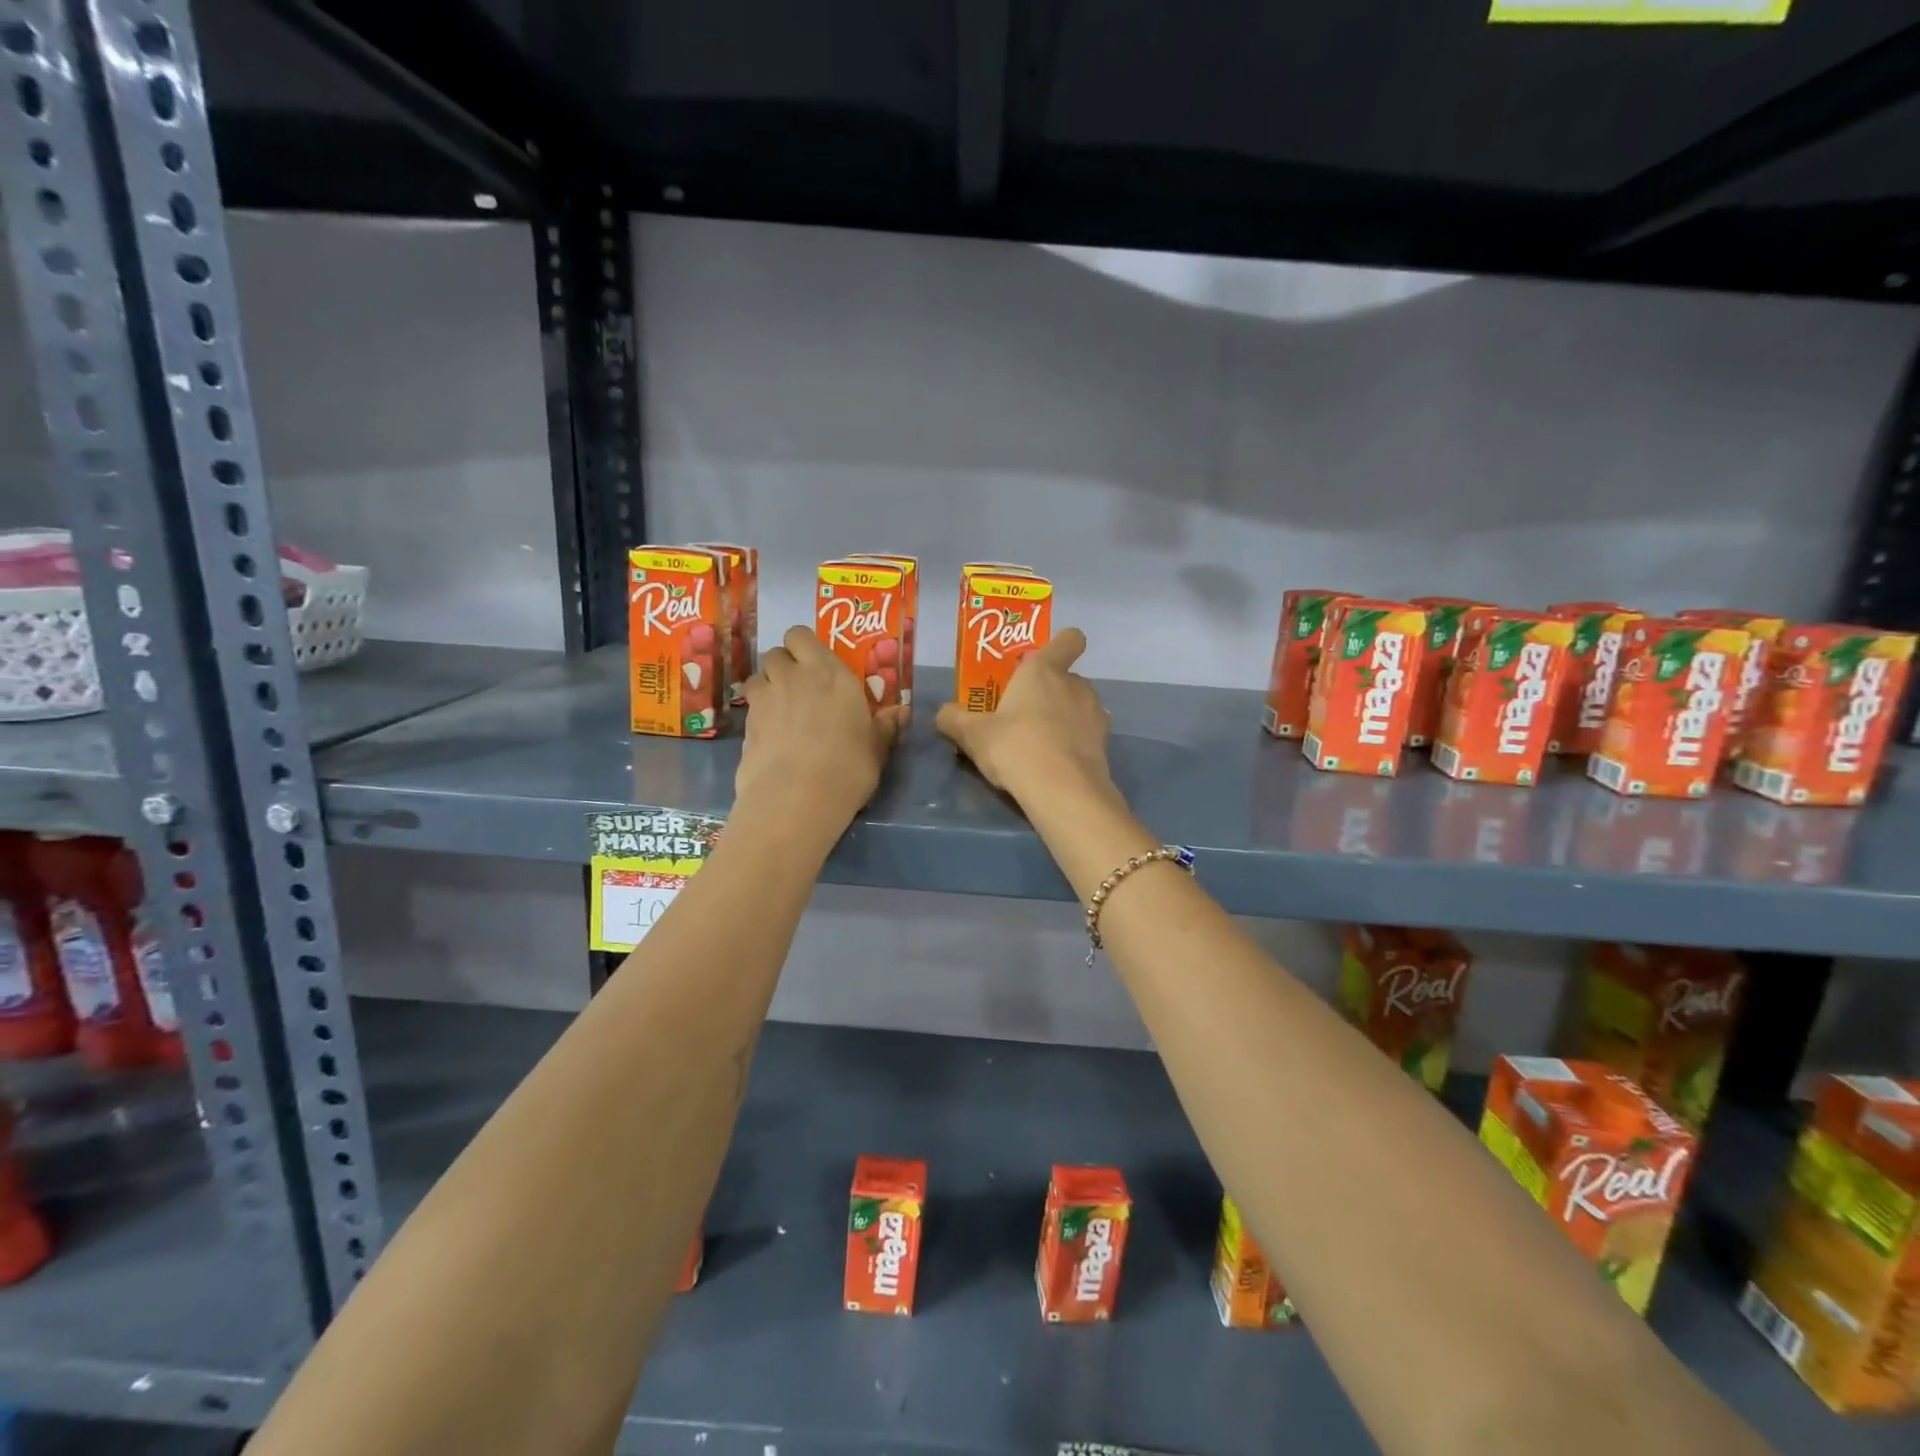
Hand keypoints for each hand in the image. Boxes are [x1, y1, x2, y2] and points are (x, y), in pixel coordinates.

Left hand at [736, 626, 903, 820]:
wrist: (797, 799)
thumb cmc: (848, 768)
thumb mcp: (876, 749)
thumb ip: (885, 726)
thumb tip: (901, 712)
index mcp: (830, 673)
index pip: (801, 635)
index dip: (804, 647)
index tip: (816, 666)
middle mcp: (793, 676)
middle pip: (776, 653)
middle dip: (784, 665)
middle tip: (799, 688)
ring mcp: (765, 699)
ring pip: (757, 676)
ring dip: (767, 687)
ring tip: (780, 710)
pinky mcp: (746, 724)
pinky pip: (750, 707)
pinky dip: (758, 715)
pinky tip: (770, 737)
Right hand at [935, 629, 1116, 807]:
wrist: (1064, 792)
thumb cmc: (1016, 747)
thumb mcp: (973, 735)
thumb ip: (954, 719)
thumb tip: (944, 713)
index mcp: (1044, 670)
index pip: (1068, 639)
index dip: (1060, 644)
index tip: (1040, 662)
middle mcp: (1075, 684)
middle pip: (1065, 678)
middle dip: (1047, 692)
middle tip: (1020, 715)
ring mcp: (1095, 714)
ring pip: (1077, 707)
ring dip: (1062, 718)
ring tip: (1037, 744)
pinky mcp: (1104, 744)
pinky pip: (1085, 735)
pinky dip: (1072, 744)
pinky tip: (1053, 764)